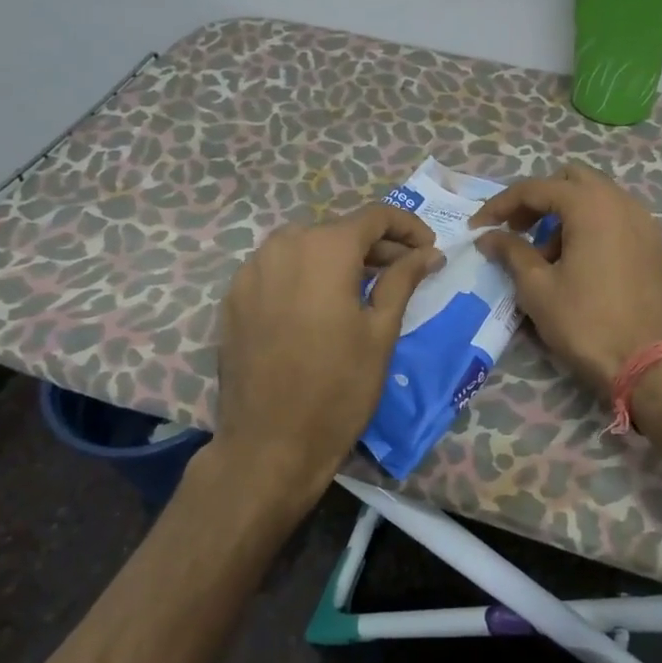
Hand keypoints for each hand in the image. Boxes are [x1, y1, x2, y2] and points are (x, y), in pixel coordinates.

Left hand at [212, 204, 443, 504]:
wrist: (269, 446)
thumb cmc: (338, 389)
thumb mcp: (381, 332)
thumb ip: (403, 280)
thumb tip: (428, 252)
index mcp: (324, 248)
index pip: (374, 216)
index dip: (407, 227)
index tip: (428, 249)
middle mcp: (283, 246)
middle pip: (338, 230)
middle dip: (375, 245)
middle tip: (403, 271)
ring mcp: (251, 270)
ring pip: (305, 246)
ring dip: (338, 258)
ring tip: (363, 287)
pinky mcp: (233, 298)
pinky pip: (278, 268)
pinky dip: (305, 274)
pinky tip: (320, 304)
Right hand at [470, 164, 661, 394]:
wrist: (653, 365)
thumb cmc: (588, 323)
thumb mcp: (538, 288)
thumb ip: (511, 253)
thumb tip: (488, 236)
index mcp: (591, 205)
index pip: (536, 188)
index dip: (500, 205)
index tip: (478, 228)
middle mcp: (622, 202)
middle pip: (571, 181)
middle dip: (538, 200)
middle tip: (517, 231)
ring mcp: (645, 223)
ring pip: (597, 199)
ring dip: (566, 215)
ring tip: (546, 257)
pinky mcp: (656, 246)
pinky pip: (617, 220)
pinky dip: (592, 228)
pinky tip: (579, 265)